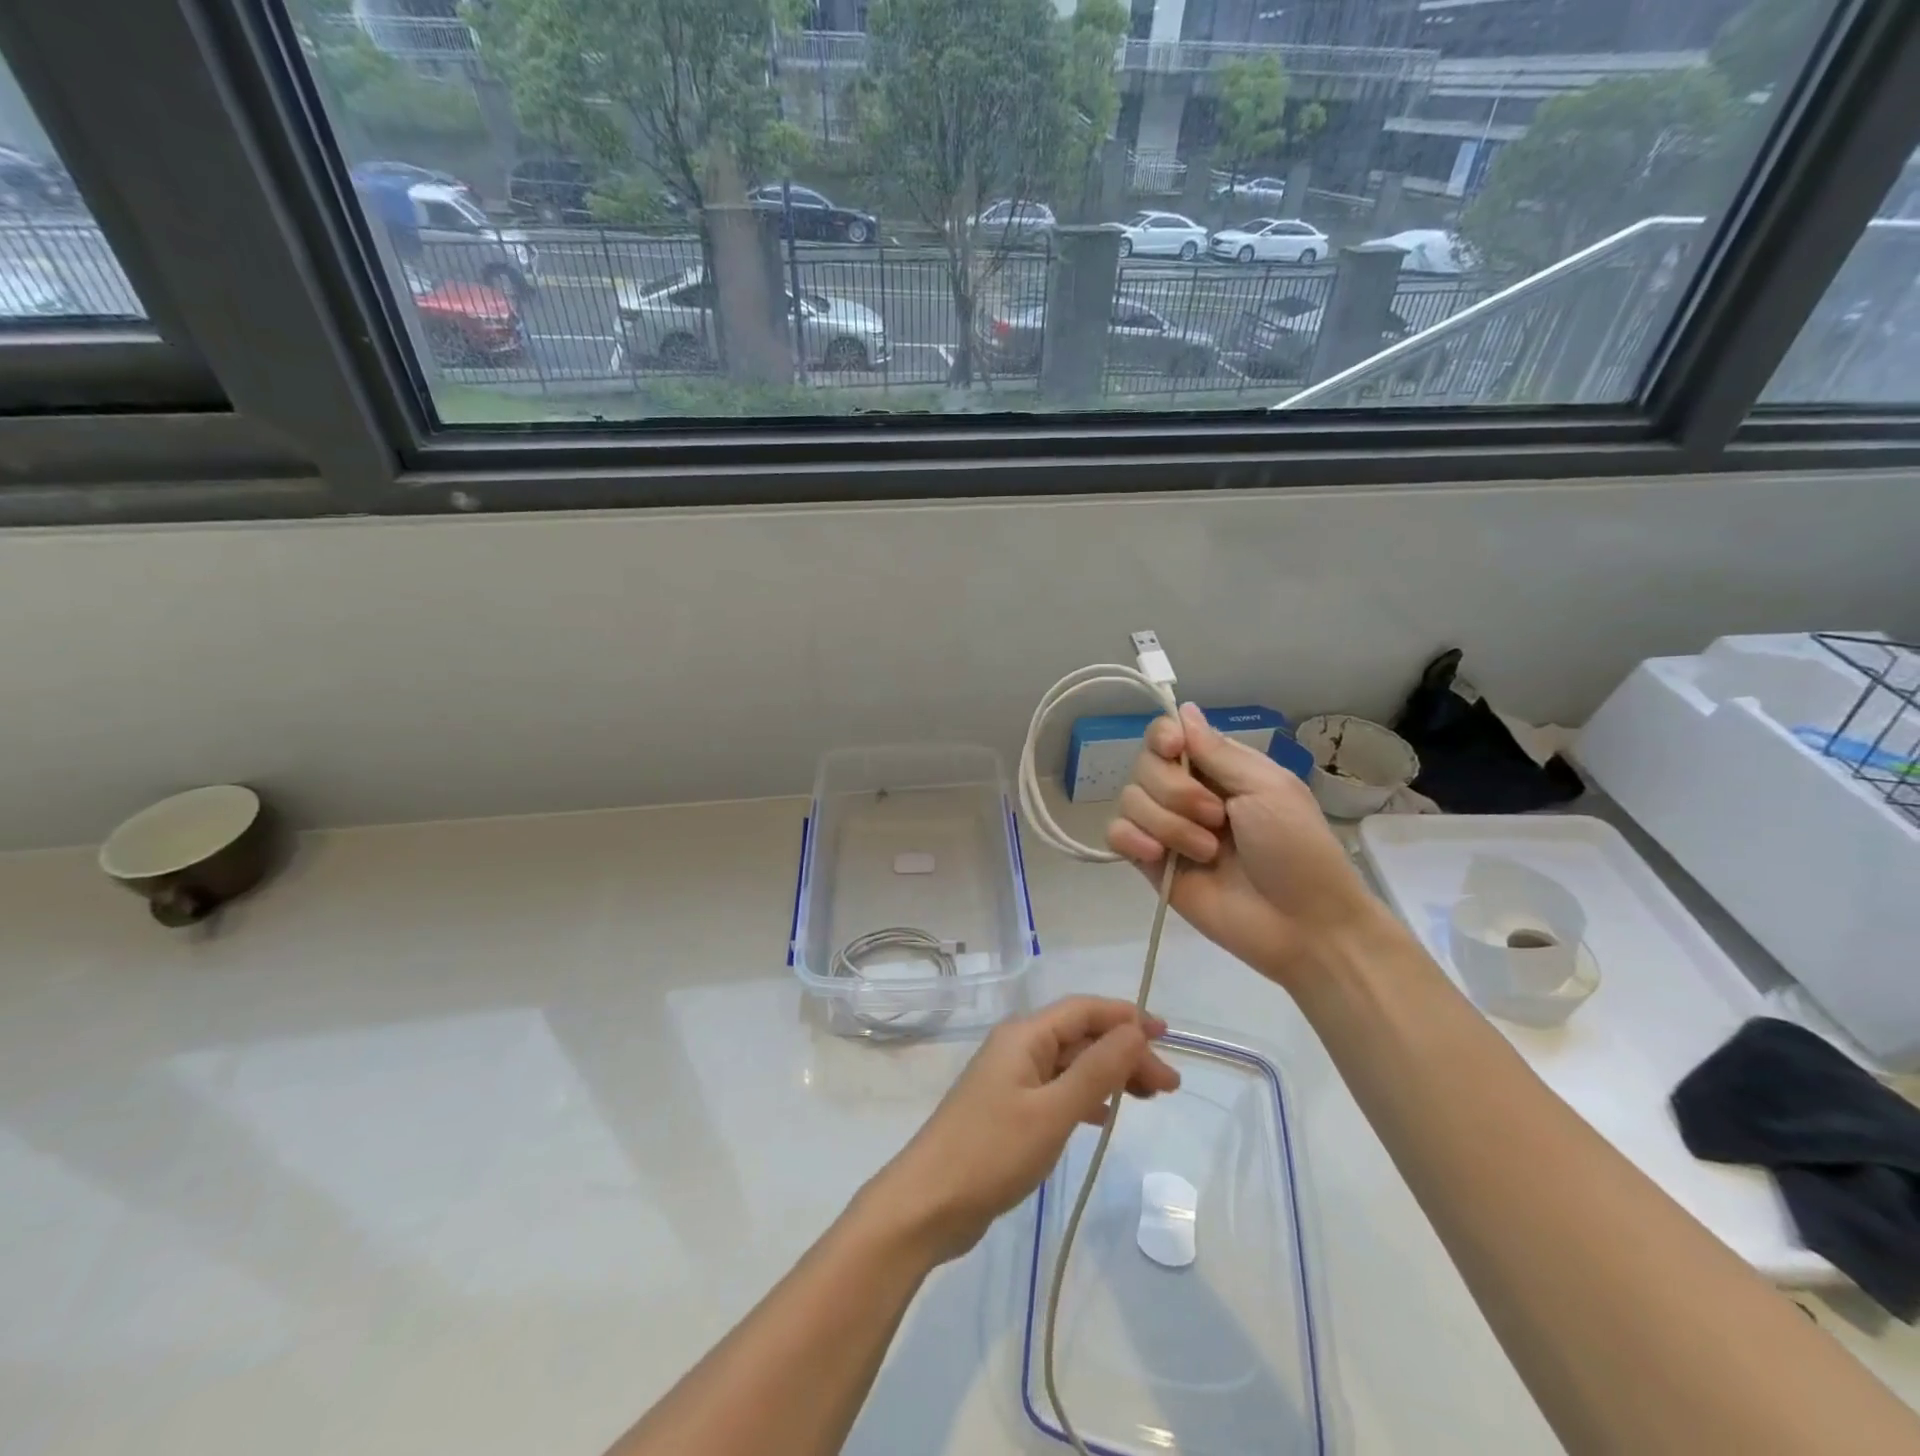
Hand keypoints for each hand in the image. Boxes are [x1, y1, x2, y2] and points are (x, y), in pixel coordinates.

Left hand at [864, 997, 1179, 1263]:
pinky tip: (1103, 1116)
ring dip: (1109, 1074)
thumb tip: (1135, 1029)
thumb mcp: (1053, 1111)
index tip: (1168, 1036)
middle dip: (1125, 1052)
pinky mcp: (1008, 1109)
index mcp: (1024, 1035)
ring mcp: (1011, 1079)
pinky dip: (1085, 1096)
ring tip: (1149, 1098)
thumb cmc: (993, 1152)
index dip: (1126, 1017)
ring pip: (1070, 1063)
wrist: (928, 1203)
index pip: (1084, 1010)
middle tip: (1169, 1086)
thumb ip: (1096, 1070)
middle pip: (1080, 1037)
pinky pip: (1057, 1089)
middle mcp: (1018, 1047)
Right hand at [1106, 702, 1387, 987]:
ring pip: (1130, 800)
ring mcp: (1167, 830)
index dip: (1162, 738)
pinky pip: (1117, 834)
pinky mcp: (1151, 865)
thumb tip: (1184, 709)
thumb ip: (1218, 752)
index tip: (1172, 749)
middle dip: (1175, 791)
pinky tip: (1157, 857)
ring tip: (1206, 852)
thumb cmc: (1298, 850)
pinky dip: (1131, 839)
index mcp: (1218, 769)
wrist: (1302, 924)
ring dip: (1167, 824)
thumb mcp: (1268, 788)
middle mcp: (1187, 793)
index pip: (1168, 736)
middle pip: (1144, 766)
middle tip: (1217, 818)